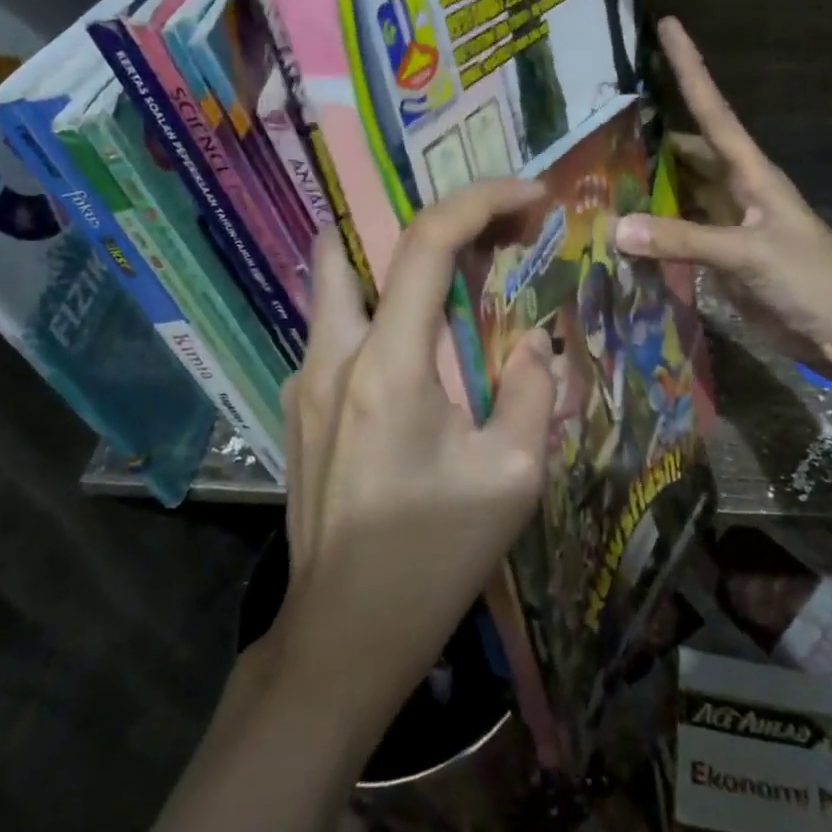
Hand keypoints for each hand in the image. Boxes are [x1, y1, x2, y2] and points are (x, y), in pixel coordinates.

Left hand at [142, 180, 556, 831]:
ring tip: (450, 289)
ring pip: (334, 286)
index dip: (481, 201)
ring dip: (389, 268)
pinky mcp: (296, 409)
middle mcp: (331, 356)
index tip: (529, 196)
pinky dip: (375, 315)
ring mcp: (302, 382)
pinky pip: (334, 333)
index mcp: (386, 365)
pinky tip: (415, 359)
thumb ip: (533, 390)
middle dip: (412, 222)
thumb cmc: (434, 558)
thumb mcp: (513, 476)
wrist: (344, 635)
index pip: (426, 243)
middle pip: (348, 244)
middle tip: (472, 236)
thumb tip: (534, 340)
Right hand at [618, 18, 831, 374]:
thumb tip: (617, 226)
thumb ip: (684, 239)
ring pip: (682, 193)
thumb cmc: (811, 280)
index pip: (713, 110)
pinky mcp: (722, 260)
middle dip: (654, 130)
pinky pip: (679, 234)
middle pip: (689, 150)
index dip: (690, 68)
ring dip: (650, 182)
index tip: (668, 25)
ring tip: (600, 169)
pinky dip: (654, 229)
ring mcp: (729, 226)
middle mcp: (737, 191)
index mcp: (753, 174)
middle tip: (605, 114)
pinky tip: (623, 229)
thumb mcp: (749, 253)